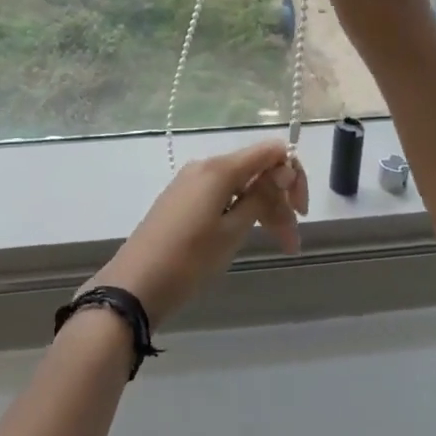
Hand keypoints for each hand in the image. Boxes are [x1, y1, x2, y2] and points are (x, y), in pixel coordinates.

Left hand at [84, 141, 308, 326]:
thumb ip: (260, 197)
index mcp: (219, 169)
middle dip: (280, 200)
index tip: (300, 210)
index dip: (292, 174)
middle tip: (293, 240)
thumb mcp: (232, 231)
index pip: (269, 151)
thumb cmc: (189, 259)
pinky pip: (223, 196)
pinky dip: (243, 213)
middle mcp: (206, 167)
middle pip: (256, 170)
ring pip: (241, 186)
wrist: (136, 284)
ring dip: (265, 211)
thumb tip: (282, 168)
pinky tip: (250, 235)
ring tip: (282, 246)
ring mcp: (192, 183)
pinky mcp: (183, 201)